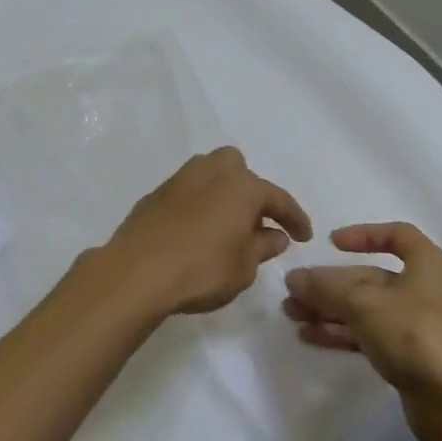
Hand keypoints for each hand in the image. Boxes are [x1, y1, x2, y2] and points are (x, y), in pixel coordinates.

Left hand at [99, 147, 311, 319]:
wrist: (136, 272)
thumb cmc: (201, 270)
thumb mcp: (244, 267)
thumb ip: (263, 246)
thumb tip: (275, 234)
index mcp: (242, 186)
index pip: (278, 198)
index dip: (295, 218)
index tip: (305, 237)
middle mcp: (211, 172)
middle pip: (238, 168)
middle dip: (251, 190)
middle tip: (256, 221)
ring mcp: (179, 180)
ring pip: (209, 173)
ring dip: (222, 192)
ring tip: (225, 223)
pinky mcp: (155, 195)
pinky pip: (186, 192)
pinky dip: (197, 204)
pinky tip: (195, 230)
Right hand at [283, 221, 441, 438]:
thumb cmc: (416, 336)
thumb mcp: (365, 304)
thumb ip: (326, 288)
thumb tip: (293, 277)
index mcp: (428, 264)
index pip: (396, 235)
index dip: (363, 234)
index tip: (331, 243)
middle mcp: (426, 289)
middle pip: (371, 277)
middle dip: (330, 284)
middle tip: (293, 291)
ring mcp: (418, 325)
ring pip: (366, 308)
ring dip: (329, 309)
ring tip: (292, 315)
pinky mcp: (410, 356)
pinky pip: (369, 334)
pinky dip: (342, 333)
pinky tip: (309, 336)